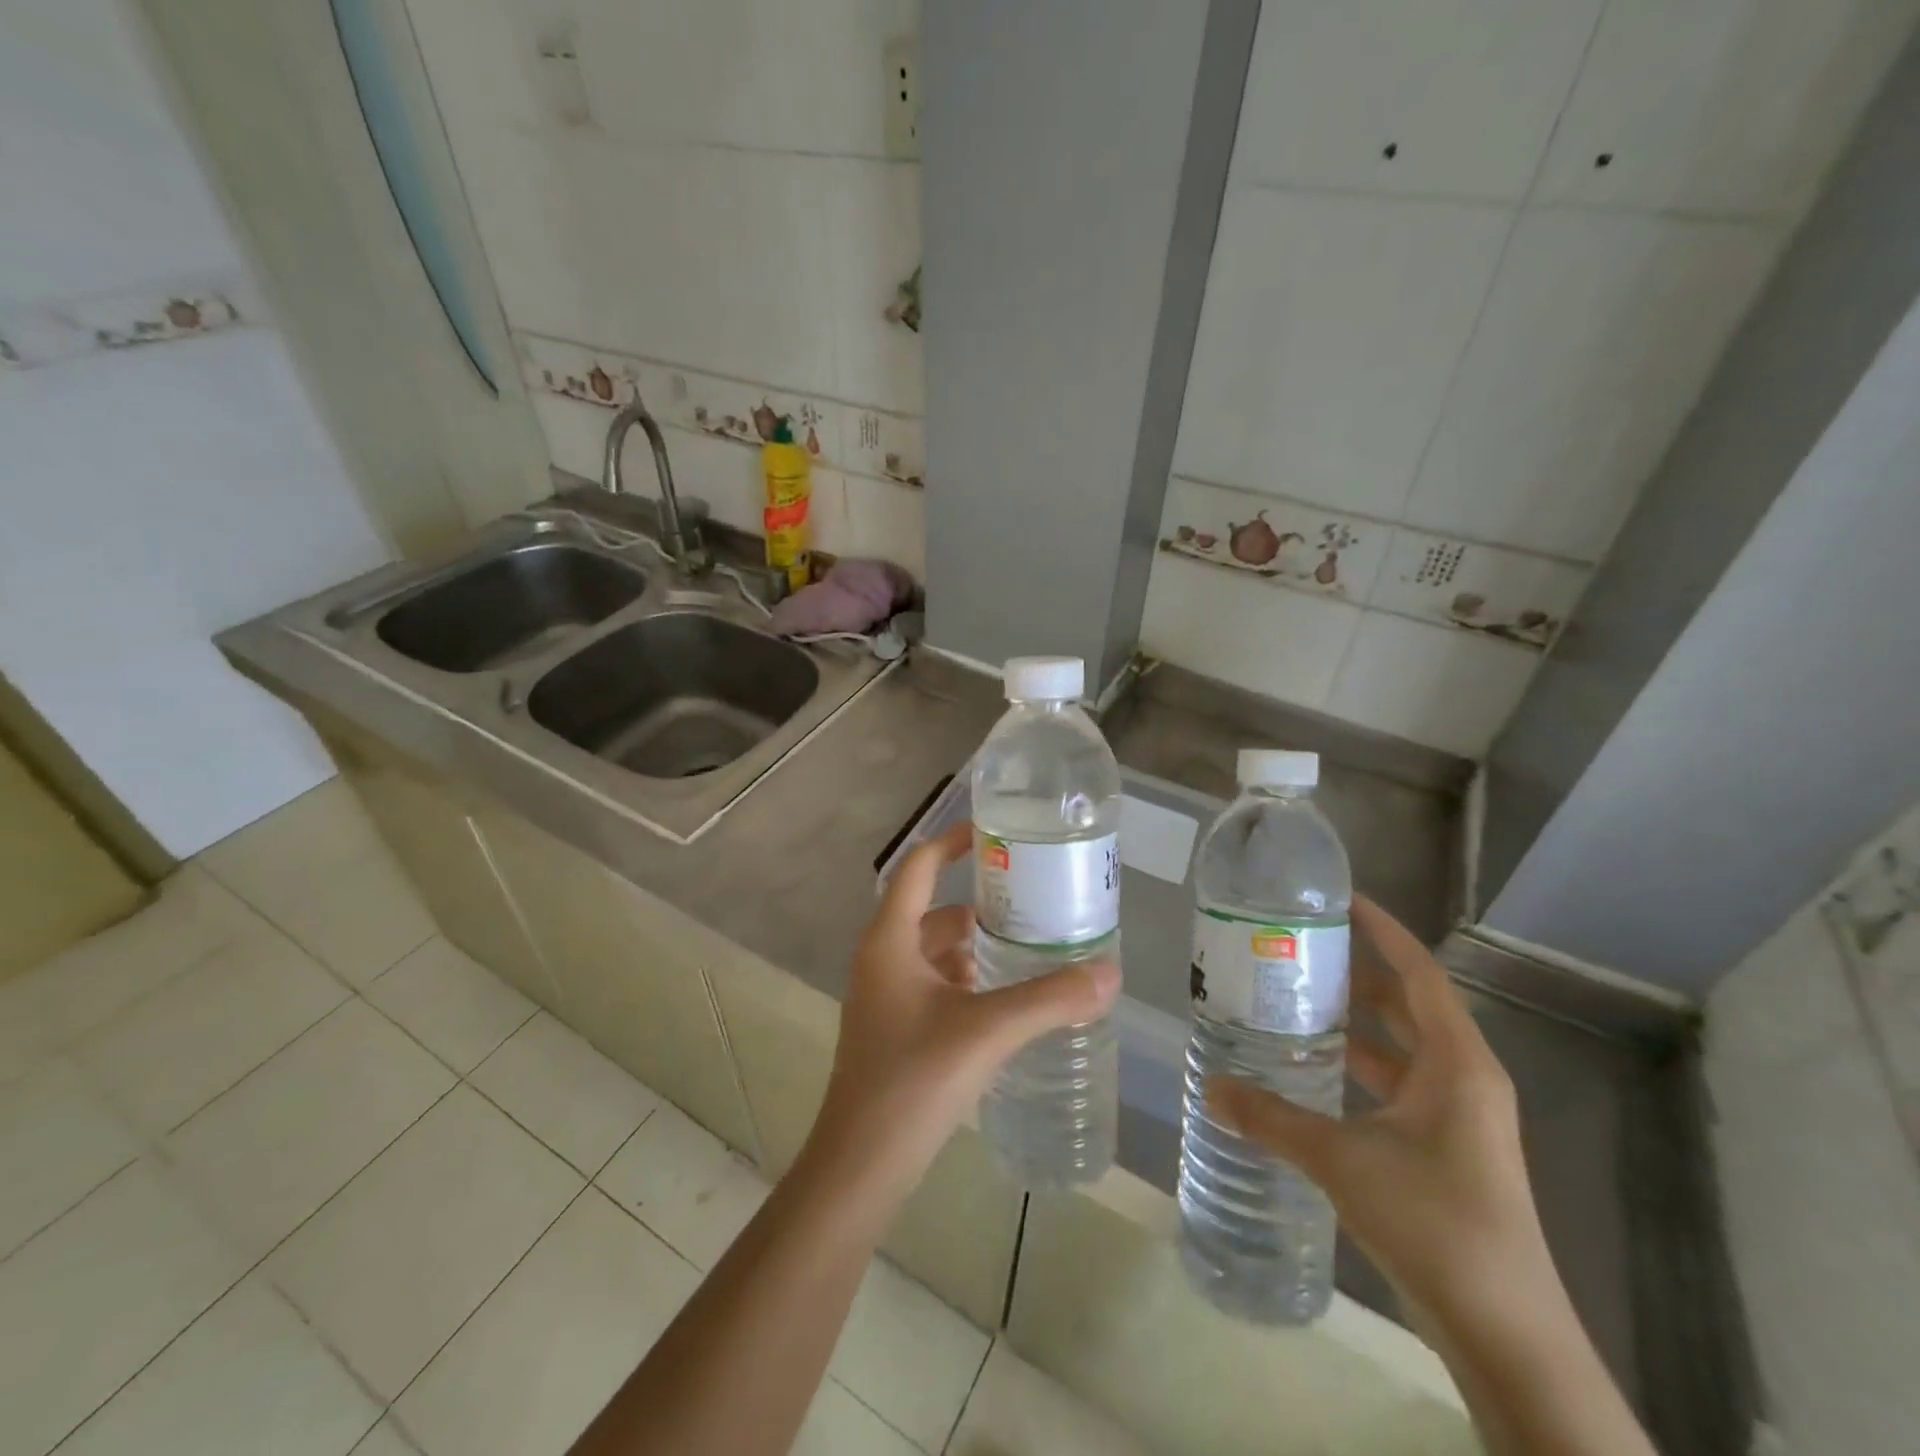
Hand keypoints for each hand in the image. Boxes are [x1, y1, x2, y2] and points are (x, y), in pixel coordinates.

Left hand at [800, 822, 1119, 1208]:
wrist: (861, 1163)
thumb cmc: (913, 1081)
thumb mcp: (987, 1031)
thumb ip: (1050, 999)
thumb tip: (1111, 973)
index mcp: (890, 940)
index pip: (919, 866)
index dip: (952, 841)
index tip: (994, 830)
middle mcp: (881, 958)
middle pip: (931, 908)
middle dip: (978, 901)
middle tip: (1030, 898)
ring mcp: (884, 995)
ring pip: (933, 949)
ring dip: (972, 943)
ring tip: (1025, 946)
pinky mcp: (893, 1027)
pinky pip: (932, 982)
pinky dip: (964, 977)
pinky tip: (1000, 997)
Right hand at [1205, 896, 1550, 1328]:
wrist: (1506, 1334)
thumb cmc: (1434, 1222)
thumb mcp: (1341, 1159)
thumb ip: (1271, 1118)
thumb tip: (1211, 1086)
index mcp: (1456, 1063)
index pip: (1419, 973)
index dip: (1384, 931)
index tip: (1341, 900)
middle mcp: (1463, 1078)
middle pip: (1408, 1004)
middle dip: (1357, 973)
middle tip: (1298, 947)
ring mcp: (1458, 1117)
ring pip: (1402, 1047)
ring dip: (1355, 1023)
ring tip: (1295, 998)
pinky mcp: (1446, 1149)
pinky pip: (1398, 1084)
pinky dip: (1359, 1068)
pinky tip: (1314, 1071)